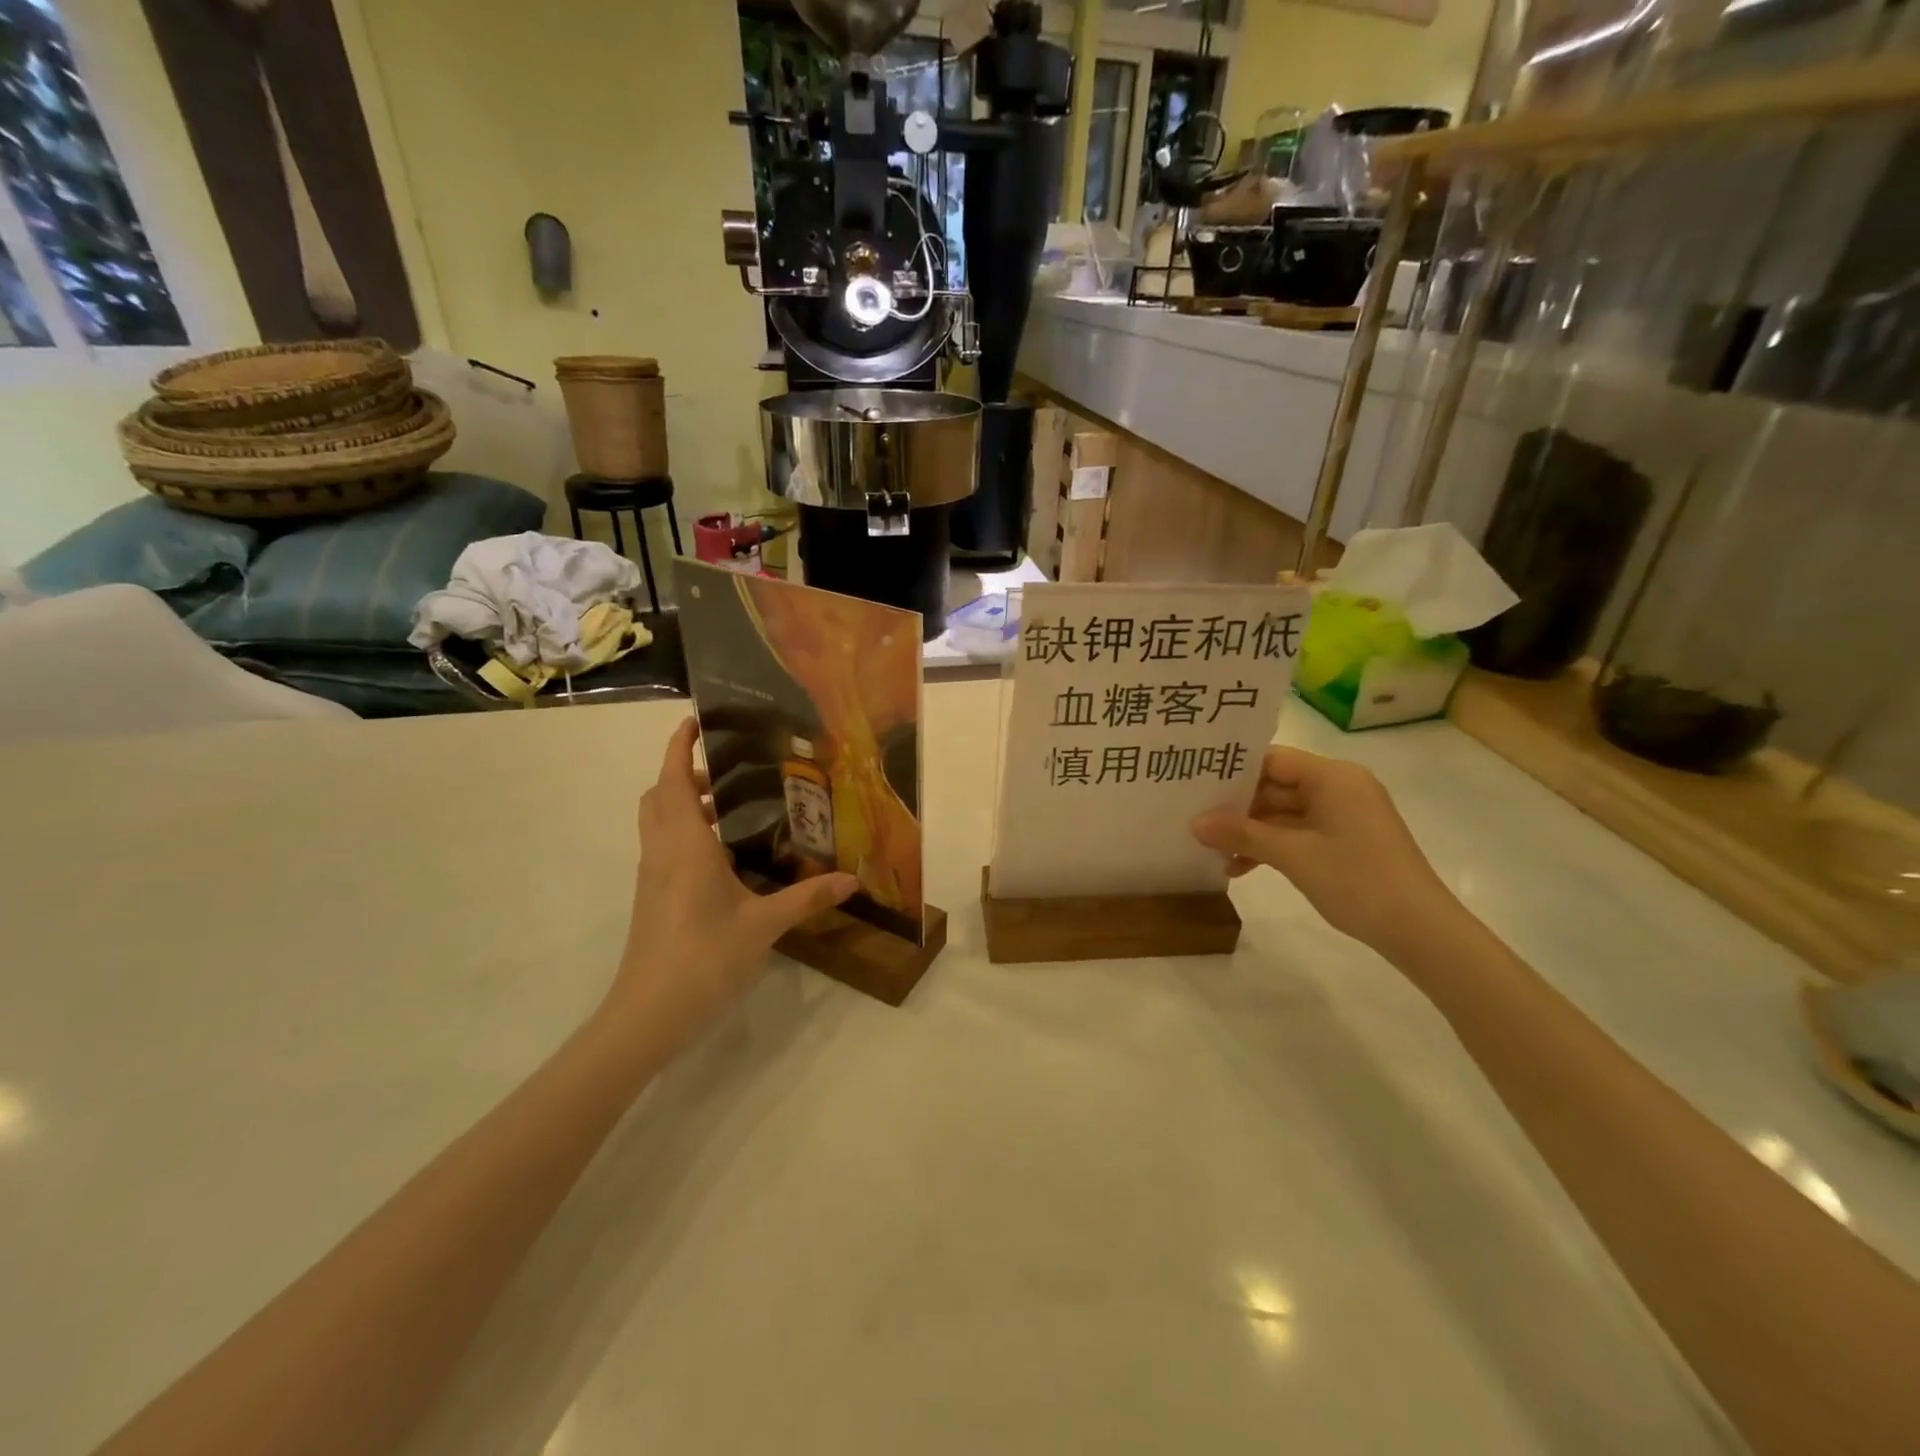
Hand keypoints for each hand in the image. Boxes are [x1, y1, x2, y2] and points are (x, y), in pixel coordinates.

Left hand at [607, 718, 856, 1047]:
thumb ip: (808, 898)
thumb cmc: (704, 958)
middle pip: (660, 795)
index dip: (679, 747)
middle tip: (728, 772)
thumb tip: (852, 880)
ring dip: (684, 802)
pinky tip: (723, 855)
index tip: (694, 721)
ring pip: (658, 821)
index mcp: (686, 845)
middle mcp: (663, 851)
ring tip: (731, 808)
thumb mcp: (764, 925)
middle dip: (685, 773)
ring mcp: (653, 876)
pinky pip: (664, 846)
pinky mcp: (653, 897)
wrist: (649, 1014)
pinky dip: (685, 831)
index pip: (673, 779)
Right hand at [1191, 745, 1462, 957]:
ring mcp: (1343, 816)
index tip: (1194, 782)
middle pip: (1276, 786)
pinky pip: (1298, 833)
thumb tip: (1194, 823)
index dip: (1232, 770)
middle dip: (1236, 806)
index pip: (1271, 759)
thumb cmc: (1357, 880)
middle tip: (1193, 817)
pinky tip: (1239, 868)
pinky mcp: (1345, 841)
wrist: (1420, 931)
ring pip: (1283, 813)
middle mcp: (1339, 788)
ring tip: (1210, 849)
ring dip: (1250, 831)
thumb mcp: (1292, 855)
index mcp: (1333, 777)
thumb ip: (1241, 834)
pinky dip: (1271, 847)